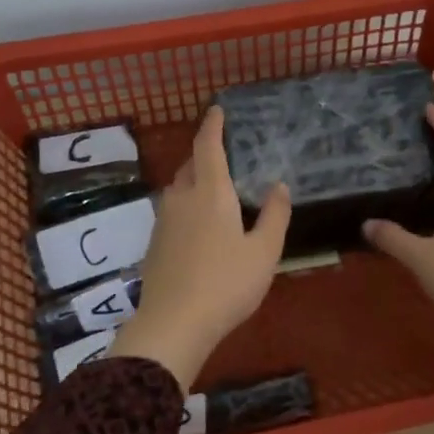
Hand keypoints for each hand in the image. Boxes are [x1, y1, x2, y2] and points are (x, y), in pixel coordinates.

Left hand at [109, 106, 291, 388]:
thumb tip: (279, 186)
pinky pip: (172, 212)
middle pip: (190, 166)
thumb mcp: (264, 252)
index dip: (212, 126)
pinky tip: (198, 226)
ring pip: (178, 189)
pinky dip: (186, 206)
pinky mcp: (154, 245)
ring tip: (213, 190)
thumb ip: (274, 216)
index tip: (217, 110)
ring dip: (193, 181)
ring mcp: (163, 222)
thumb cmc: (227, 284)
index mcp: (210, 193)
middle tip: (222, 154)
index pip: (208, 147)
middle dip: (204, 154)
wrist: (174, 323)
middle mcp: (182, 199)